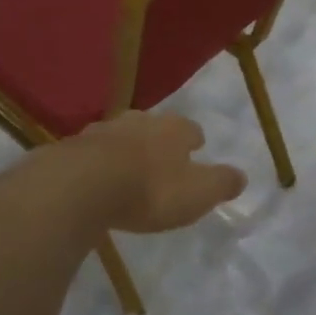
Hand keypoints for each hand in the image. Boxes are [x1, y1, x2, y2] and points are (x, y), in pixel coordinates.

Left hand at [68, 111, 246, 233]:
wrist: (83, 185)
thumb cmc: (150, 189)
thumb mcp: (198, 193)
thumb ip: (221, 183)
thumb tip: (242, 176)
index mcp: (173, 129)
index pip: (190, 129)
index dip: (194, 140)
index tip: (196, 149)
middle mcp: (139, 121)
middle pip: (154, 126)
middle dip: (159, 140)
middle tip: (161, 158)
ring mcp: (103, 130)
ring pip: (121, 135)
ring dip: (126, 149)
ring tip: (128, 168)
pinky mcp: (73, 147)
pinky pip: (92, 152)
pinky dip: (98, 162)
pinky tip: (96, 178)